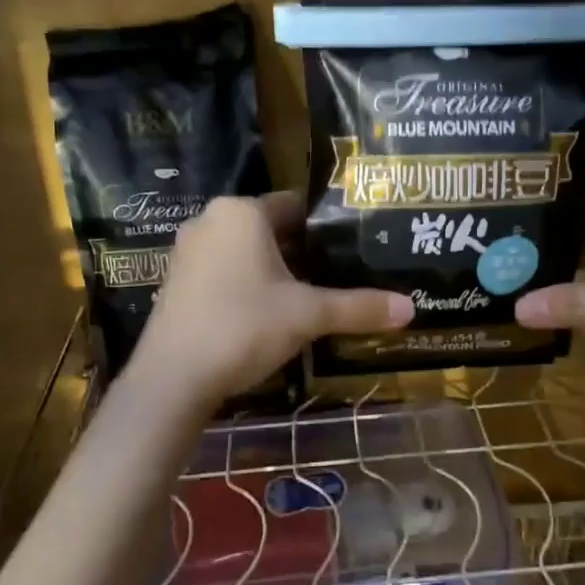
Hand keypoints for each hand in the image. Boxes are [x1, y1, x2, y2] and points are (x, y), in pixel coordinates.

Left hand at [131, 194, 412, 405]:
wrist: (172, 378)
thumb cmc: (243, 326)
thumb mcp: (308, 315)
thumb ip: (359, 307)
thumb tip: (411, 309)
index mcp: (242, 212)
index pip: (296, 205)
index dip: (328, 226)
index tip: (356, 245)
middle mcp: (211, 221)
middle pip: (272, 230)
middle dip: (305, 252)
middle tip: (342, 273)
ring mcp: (188, 252)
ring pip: (247, 253)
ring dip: (277, 271)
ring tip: (314, 295)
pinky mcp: (177, 283)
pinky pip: (225, 272)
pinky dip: (249, 286)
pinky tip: (271, 314)